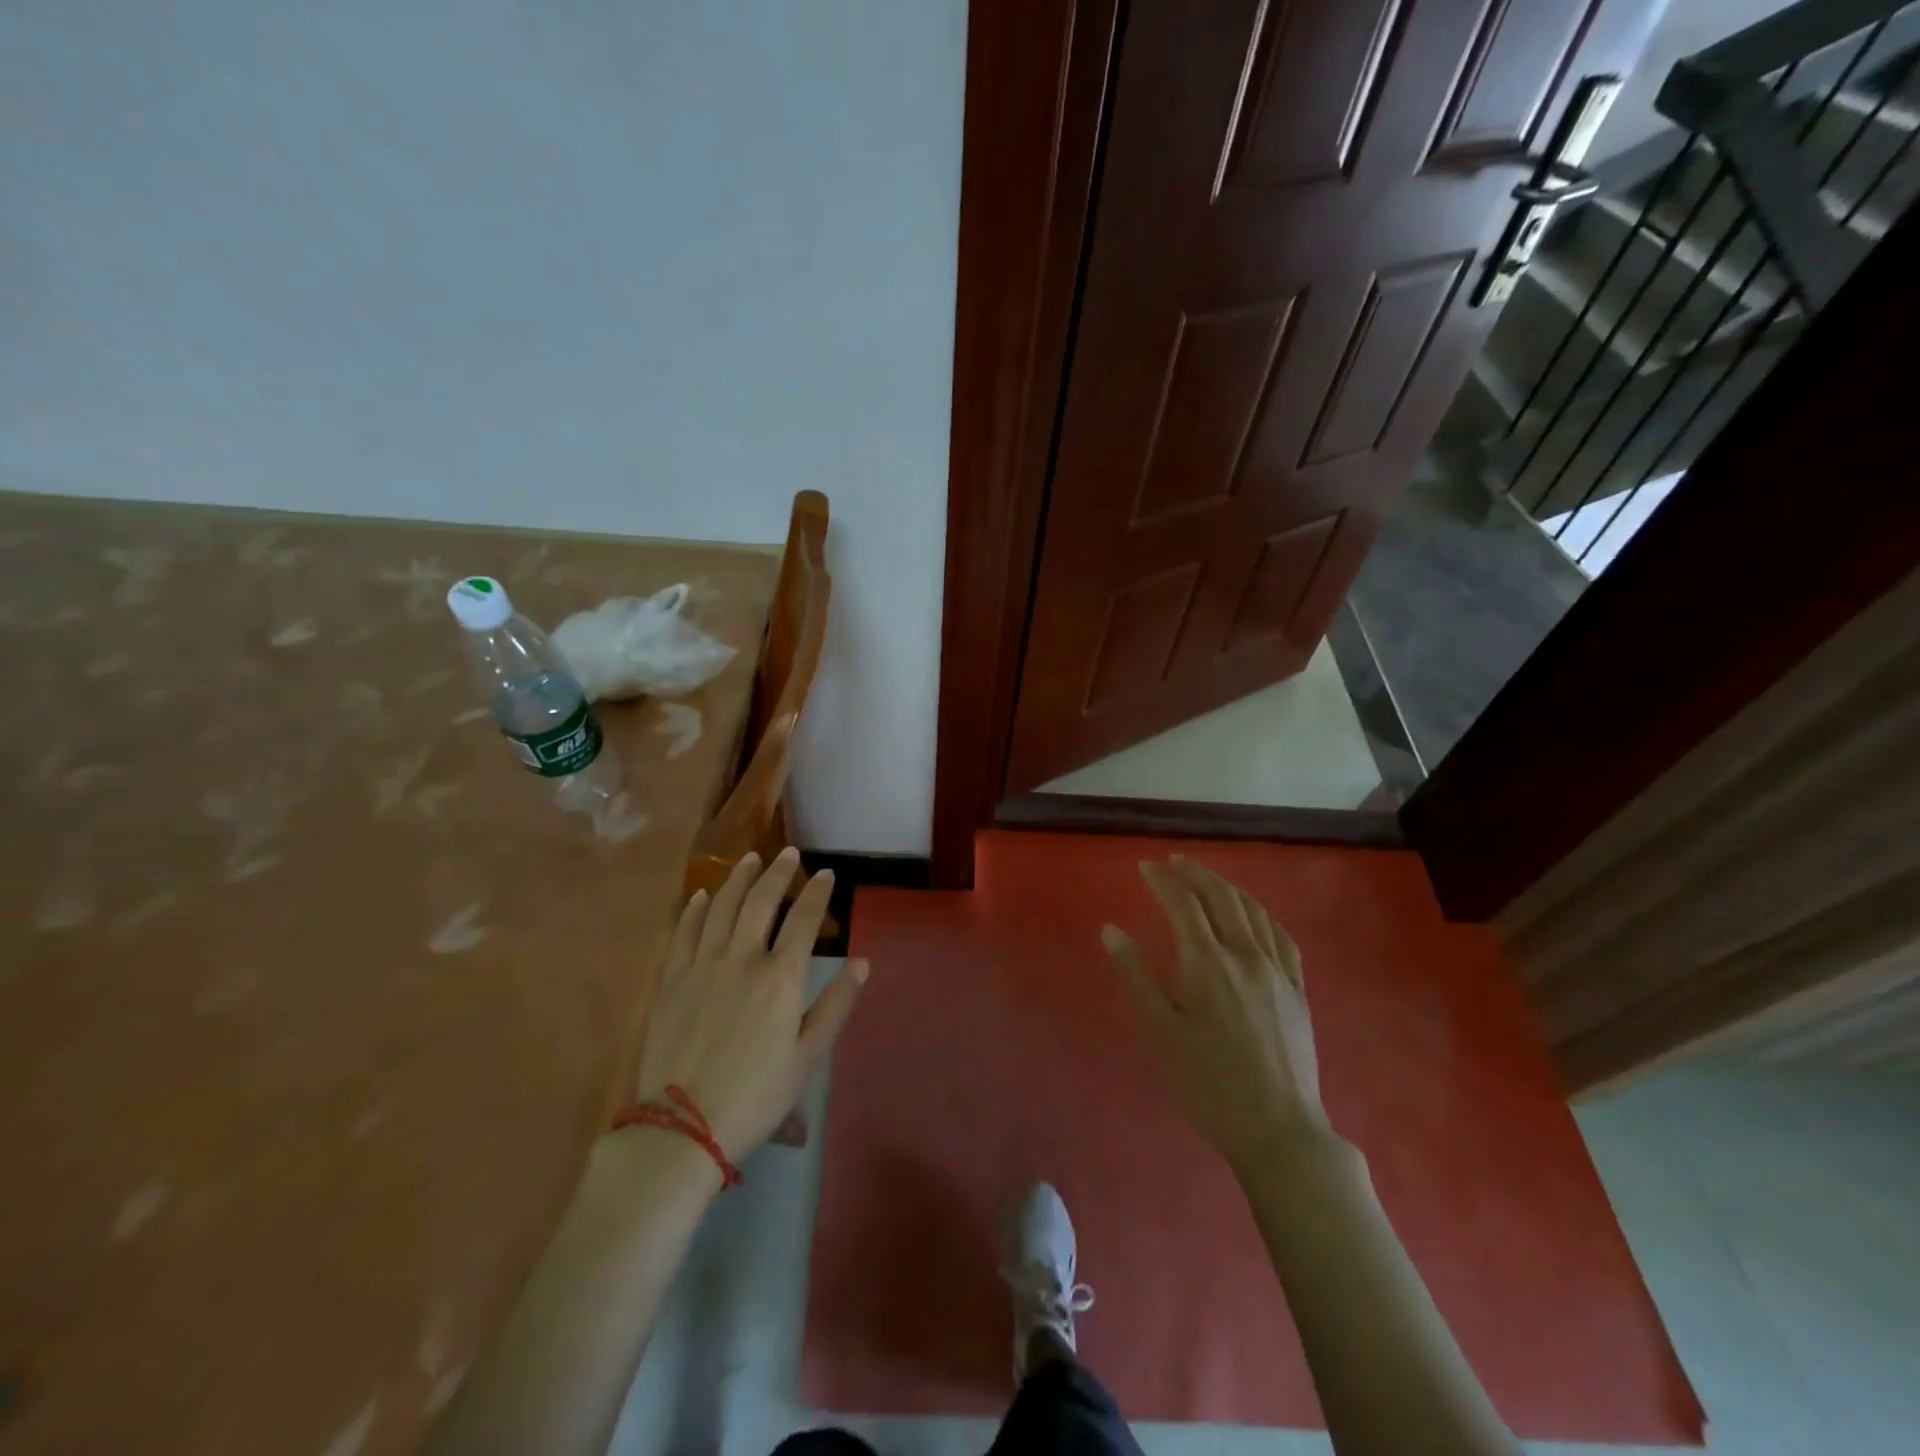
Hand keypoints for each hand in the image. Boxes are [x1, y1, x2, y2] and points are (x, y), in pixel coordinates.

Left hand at [630, 848, 865, 1162]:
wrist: (682, 1126)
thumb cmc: (756, 1095)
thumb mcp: (808, 1057)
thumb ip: (835, 1006)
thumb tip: (861, 963)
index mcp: (781, 977)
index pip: (804, 920)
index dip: (817, 893)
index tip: (826, 874)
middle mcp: (742, 958)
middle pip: (761, 901)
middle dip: (778, 872)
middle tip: (788, 853)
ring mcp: (702, 965)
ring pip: (723, 907)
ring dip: (738, 878)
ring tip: (749, 859)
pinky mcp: (672, 979)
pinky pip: (685, 931)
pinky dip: (697, 908)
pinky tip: (704, 894)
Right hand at [1102, 855, 1329, 1170]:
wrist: (1277, 1128)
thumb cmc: (1208, 1083)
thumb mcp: (1161, 1031)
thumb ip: (1136, 976)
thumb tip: (1111, 931)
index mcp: (1207, 963)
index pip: (1183, 904)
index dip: (1163, 881)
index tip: (1145, 867)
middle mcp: (1245, 955)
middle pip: (1221, 898)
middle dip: (1196, 875)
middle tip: (1175, 862)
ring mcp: (1278, 971)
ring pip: (1253, 912)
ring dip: (1227, 887)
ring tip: (1208, 878)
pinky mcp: (1298, 990)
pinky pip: (1282, 937)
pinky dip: (1262, 914)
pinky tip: (1255, 914)